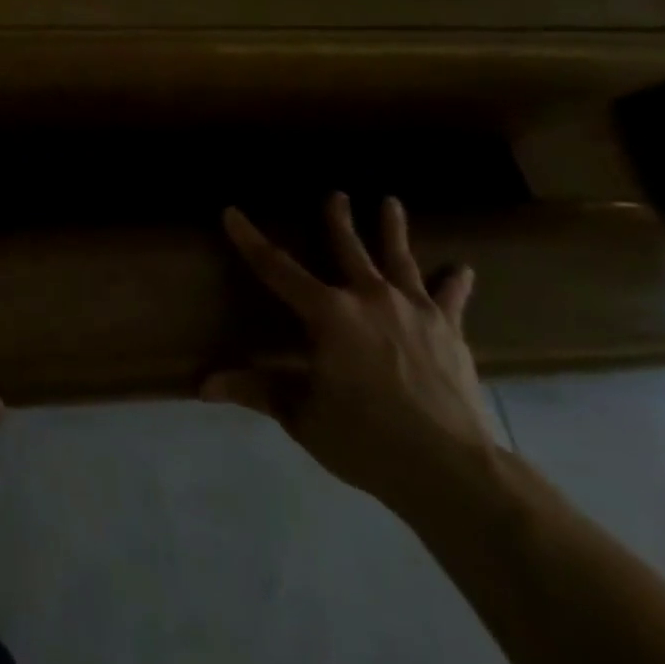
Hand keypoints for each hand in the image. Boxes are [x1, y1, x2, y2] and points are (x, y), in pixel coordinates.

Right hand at [203, 192, 496, 514]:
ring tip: (390, 202)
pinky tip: (462, 269)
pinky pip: (449, 299)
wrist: (452, 470)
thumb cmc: (366, 438)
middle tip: (335, 194)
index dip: (250, 240)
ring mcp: (415, 312)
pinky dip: (453, 283)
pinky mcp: (449, 332)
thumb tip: (203, 385)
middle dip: (337, 220)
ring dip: (392, 231)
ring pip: (399, 260)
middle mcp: (370, 300)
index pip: (276, 268)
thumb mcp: (302, 415)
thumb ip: (257, 390)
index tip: (232, 212)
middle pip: (349, 249)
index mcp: (328, 314)